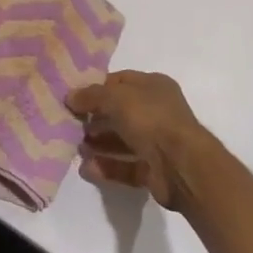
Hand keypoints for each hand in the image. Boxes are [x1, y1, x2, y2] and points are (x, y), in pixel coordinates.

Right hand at [66, 70, 217, 213]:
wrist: (182, 165)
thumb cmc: (151, 119)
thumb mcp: (116, 98)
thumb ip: (91, 96)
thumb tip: (70, 96)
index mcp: (154, 86)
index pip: (120, 82)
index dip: (97, 88)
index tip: (74, 98)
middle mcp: (157, 111)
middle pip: (120, 112)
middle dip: (96, 118)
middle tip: (72, 125)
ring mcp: (157, 142)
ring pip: (122, 140)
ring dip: (99, 143)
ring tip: (77, 148)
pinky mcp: (154, 170)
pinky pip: (126, 166)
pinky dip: (107, 167)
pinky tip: (86, 169)